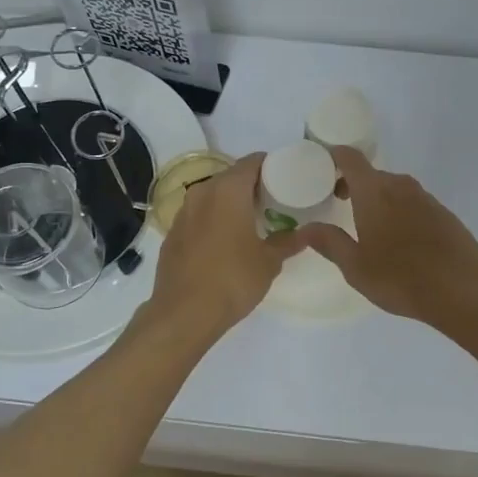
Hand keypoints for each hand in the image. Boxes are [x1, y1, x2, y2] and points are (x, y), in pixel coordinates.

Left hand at [147, 153, 304, 337]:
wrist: (183, 314)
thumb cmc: (232, 279)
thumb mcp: (269, 262)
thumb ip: (287, 242)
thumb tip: (305, 234)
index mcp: (228, 190)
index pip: (252, 162)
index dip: (270, 165)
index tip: (286, 178)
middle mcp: (203, 192)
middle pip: (231, 176)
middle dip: (252, 185)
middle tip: (273, 201)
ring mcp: (183, 213)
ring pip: (212, 195)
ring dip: (231, 202)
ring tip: (251, 221)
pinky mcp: (172, 233)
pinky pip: (199, 215)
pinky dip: (213, 219)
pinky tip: (225, 241)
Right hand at [295, 147, 477, 323]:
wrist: (463, 288)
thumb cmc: (401, 277)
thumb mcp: (356, 267)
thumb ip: (329, 242)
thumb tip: (304, 229)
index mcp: (374, 192)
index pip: (350, 158)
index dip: (333, 156)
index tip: (321, 168)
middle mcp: (400, 186)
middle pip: (371, 174)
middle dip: (352, 184)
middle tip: (338, 204)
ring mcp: (425, 198)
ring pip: (393, 189)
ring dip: (377, 199)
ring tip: (368, 227)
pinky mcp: (443, 213)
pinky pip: (412, 202)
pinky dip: (399, 211)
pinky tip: (400, 240)